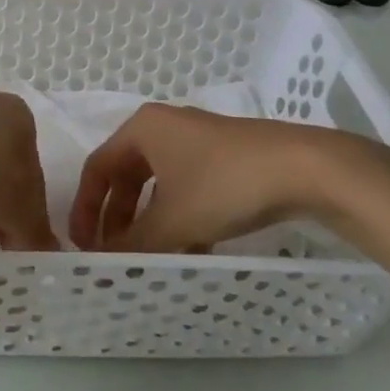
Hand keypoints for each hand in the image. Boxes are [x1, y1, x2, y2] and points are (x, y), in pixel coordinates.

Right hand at [70, 104, 389, 251]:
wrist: (306, 168)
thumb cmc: (224, 184)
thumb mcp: (172, 221)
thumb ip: (132, 244)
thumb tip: (102, 263)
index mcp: (142, 129)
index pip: (97, 168)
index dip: (85, 208)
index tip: (83, 245)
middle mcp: (165, 127)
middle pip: (126, 176)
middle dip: (118, 217)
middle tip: (114, 253)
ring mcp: (198, 140)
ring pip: (158, 184)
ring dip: (149, 221)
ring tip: (150, 257)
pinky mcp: (226, 156)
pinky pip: (187, 187)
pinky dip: (179, 216)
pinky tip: (191, 248)